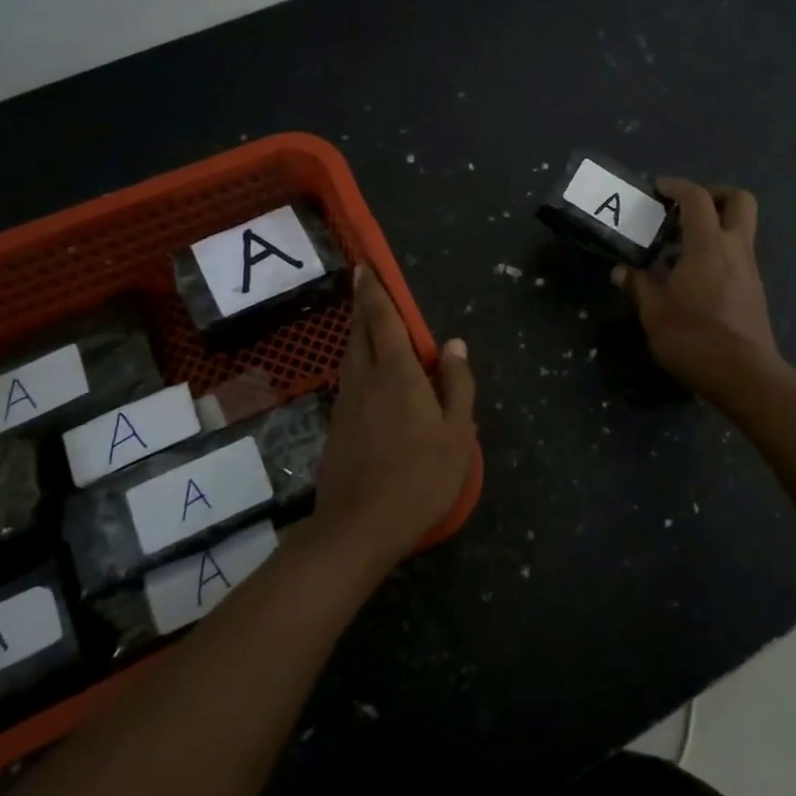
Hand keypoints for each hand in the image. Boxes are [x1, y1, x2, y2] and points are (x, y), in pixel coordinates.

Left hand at [313, 266, 475, 570]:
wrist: (359, 527)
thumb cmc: (420, 478)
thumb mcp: (457, 433)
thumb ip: (457, 385)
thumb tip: (455, 344)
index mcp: (397, 374)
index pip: (383, 320)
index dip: (375, 292)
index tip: (366, 268)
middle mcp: (366, 379)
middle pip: (361, 332)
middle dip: (363, 305)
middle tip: (364, 284)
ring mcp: (346, 403)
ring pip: (351, 355)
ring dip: (359, 333)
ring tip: (369, 324)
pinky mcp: (337, 426)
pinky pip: (350, 380)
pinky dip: (358, 363)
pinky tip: (369, 376)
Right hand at [614, 177, 779, 396]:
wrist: (743, 375)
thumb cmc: (694, 337)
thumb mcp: (654, 312)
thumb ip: (638, 286)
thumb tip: (620, 272)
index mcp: (709, 245)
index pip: (697, 198)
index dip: (677, 186)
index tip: (658, 188)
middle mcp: (736, 249)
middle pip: (740, 201)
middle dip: (715, 195)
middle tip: (686, 209)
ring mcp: (750, 271)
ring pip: (741, 230)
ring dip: (715, 228)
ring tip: (682, 248)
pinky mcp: (754, 292)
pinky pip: (739, 257)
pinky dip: (719, 254)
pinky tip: (695, 278)